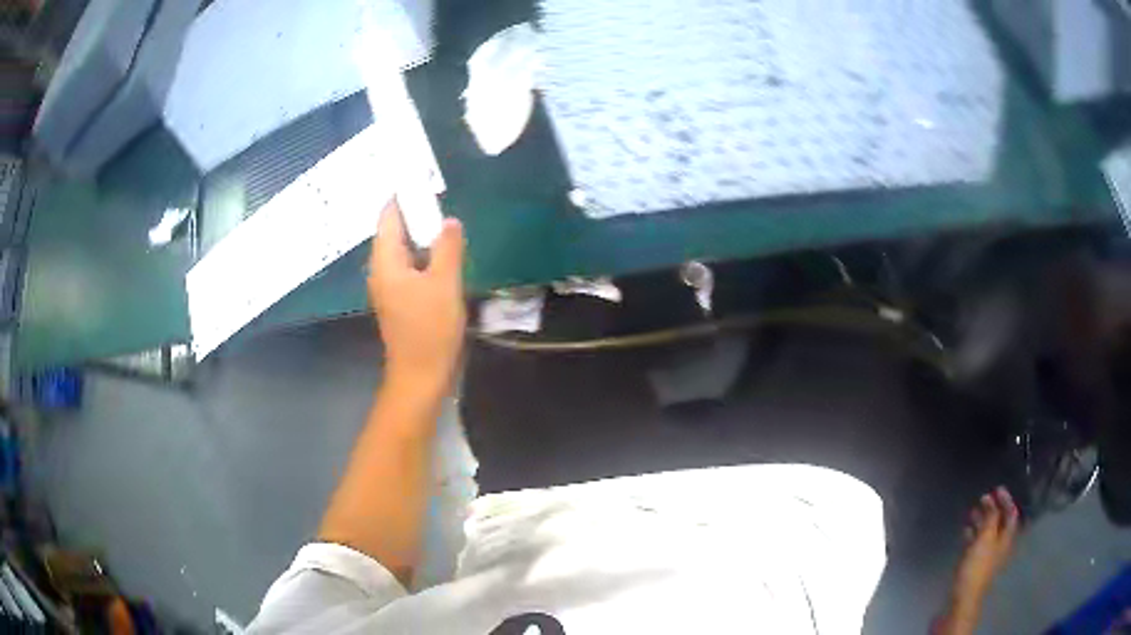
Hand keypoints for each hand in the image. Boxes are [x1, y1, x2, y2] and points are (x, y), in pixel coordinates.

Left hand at [369, 199, 465, 393]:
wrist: (421, 375)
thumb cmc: (430, 328)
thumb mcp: (444, 283)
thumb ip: (447, 247)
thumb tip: (449, 221)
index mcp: (385, 262)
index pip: (388, 218)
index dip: (402, 197)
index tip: (421, 179)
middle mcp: (382, 271)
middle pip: (394, 232)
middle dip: (414, 213)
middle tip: (438, 195)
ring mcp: (390, 287)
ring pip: (403, 250)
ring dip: (421, 234)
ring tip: (444, 219)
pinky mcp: (401, 300)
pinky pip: (410, 266)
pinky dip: (424, 254)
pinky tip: (443, 252)